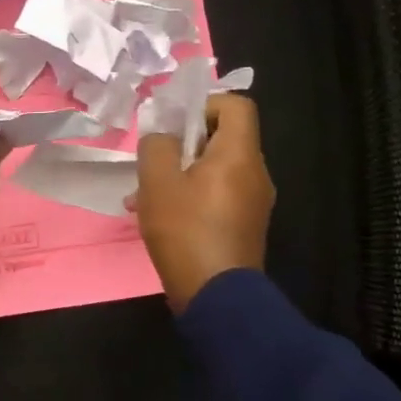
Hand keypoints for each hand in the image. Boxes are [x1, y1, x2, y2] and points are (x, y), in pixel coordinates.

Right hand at [134, 94, 274, 312]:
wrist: (216, 296)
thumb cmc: (185, 230)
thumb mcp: (157, 181)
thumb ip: (156, 146)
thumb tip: (163, 135)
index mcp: (240, 154)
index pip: (236, 105)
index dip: (204, 105)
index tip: (174, 126)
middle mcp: (256, 172)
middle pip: (224, 137)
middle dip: (184, 144)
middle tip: (154, 162)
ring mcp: (254, 202)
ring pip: (216, 169)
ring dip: (182, 173)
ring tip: (145, 196)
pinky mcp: (245, 225)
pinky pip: (218, 195)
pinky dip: (192, 196)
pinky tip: (160, 218)